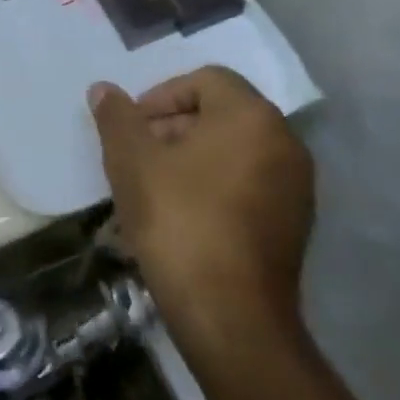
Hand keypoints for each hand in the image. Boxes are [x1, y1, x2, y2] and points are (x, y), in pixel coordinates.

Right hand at [90, 67, 312, 343]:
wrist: (232, 320)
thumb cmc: (179, 222)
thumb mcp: (132, 161)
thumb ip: (117, 117)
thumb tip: (104, 90)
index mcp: (251, 116)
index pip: (205, 80)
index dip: (161, 95)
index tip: (134, 128)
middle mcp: (284, 142)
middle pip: (220, 113)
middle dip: (173, 127)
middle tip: (138, 156)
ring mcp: (296, 187)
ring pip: (233, 151)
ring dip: (190, 157)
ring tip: (153, 187)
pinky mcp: (294, 225)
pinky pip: (248, 184)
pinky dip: (214, 186)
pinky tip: (181, 216)